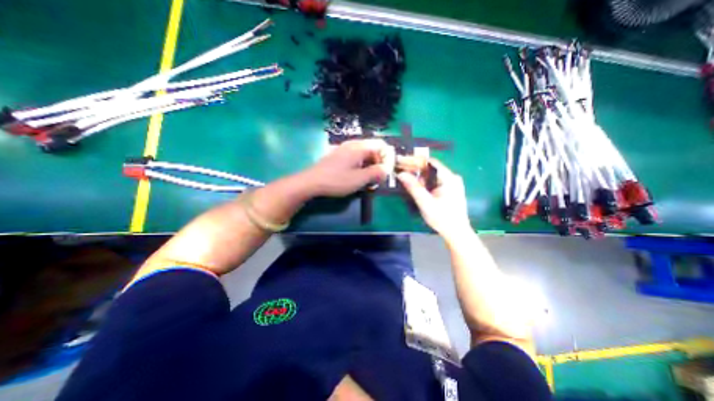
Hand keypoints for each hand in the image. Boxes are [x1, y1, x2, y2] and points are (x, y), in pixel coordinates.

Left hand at [299, 140, 391, 198]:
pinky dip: (361, 166)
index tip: (387, 172)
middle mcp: (353, 145)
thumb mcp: (359, 179)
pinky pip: (356, 158)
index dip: (388, 158)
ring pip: (365, 154)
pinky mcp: (339, 156)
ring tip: (369, 180)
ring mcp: (345, 149)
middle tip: (378, 179)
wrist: (311, 182)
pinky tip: (358, 178)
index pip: (381, 145)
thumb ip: (376, 173)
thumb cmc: (336, 180)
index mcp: (359, 147)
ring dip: (370, 166)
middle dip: (379, 163)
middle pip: (374, 149)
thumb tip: (387, 169)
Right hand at [396, 157, 473, 238]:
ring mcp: (451, 183)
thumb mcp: (425, 203)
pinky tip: (416, 186)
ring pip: (431, 175)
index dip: (414, 160)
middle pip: (430, 168)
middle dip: (414, 169)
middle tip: (400, 171)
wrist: (456, 233)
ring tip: (405, 178)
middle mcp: (452, 177)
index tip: (401, 161)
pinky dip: (424, 182)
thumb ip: (413, 187)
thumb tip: (400, 174)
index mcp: (449, 178)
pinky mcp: (449, 189)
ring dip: (418, 176)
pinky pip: (434, 181)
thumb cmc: (442, 218)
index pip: (430, 162)